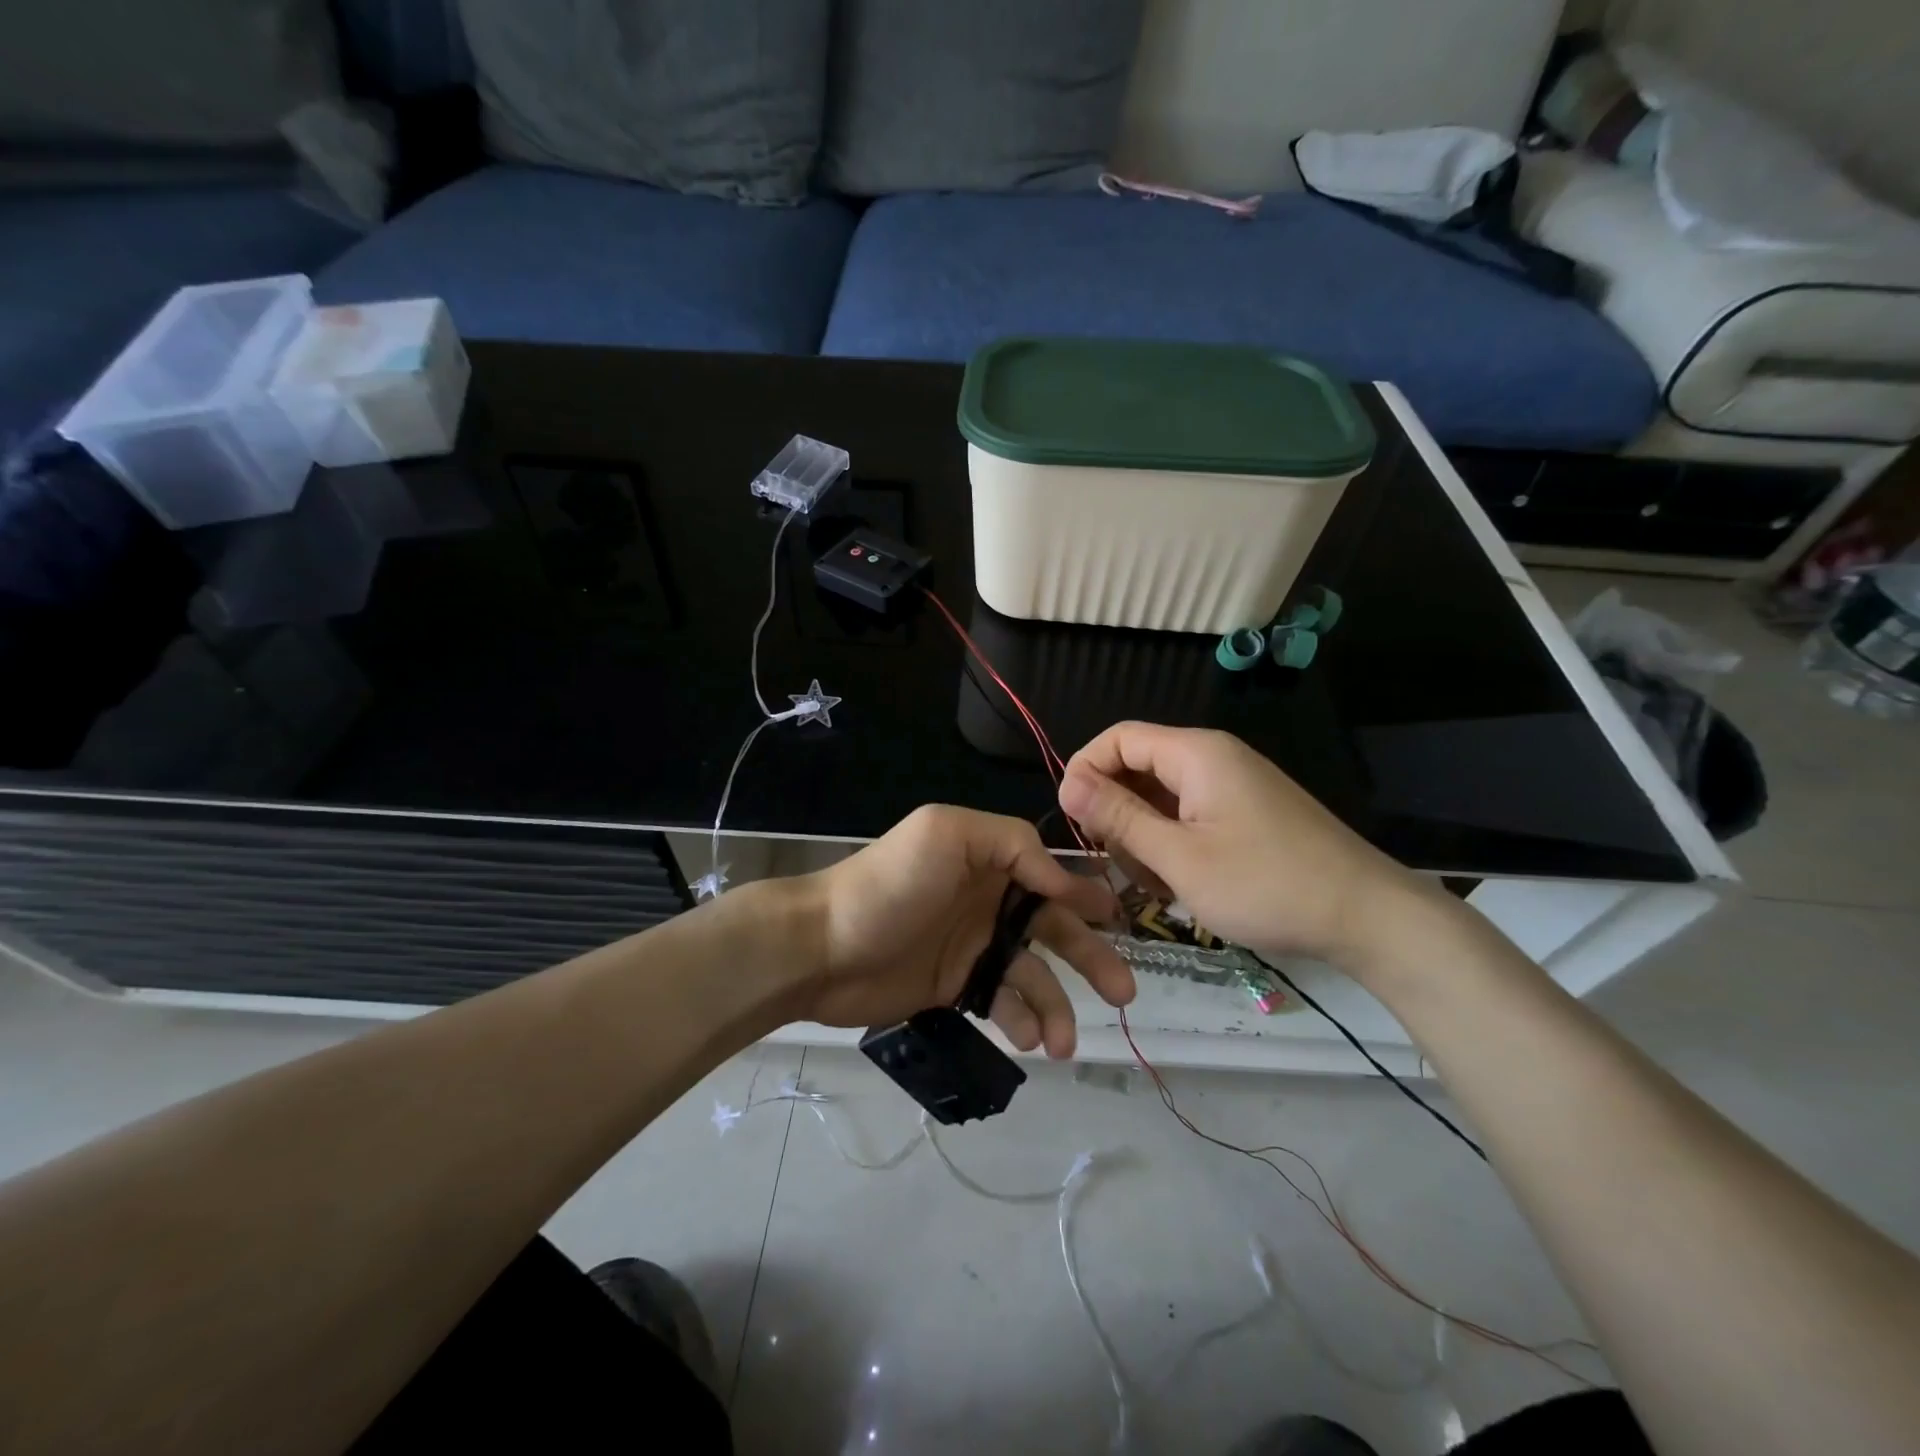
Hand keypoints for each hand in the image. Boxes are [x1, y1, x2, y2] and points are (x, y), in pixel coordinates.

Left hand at [790, 805, 1135, 1056]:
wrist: (822, 948)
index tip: (1118, 919)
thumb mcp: (946, 834)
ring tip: (1064, 1042)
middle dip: (1090, 956)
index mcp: (987, 859)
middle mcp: (987, 900)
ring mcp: (972, 947)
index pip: (1048, 873)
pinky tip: (1028, 1041)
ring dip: (1057, 1006)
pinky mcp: (955, 987)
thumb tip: (1061, 878)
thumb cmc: (888, 885)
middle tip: (1124, 992)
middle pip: (1052, 927)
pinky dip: (1021, 1022)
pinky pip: (1003, 1004)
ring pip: (1032, 974)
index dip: (1085, 894)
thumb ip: (1011, 843)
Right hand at [1058, 722, 1433, 971]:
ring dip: (1143, 836)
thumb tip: (1068, 784)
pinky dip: (1172, 844)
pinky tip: (1180, 884)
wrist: (1368, 917)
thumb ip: (1120, 817)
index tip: (1073, 821)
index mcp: (1196, 754)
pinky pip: (1188, 814)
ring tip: (1157, 885)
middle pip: (1137, 766)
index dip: (1085, 771)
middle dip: (1115, 812)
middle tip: (1119, 865)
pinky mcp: (1245, 812)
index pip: (1117, 738)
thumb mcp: (1180, 857)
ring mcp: (1232, 786)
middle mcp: (1213, 758)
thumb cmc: (1266, 885)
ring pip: (1160, 796)